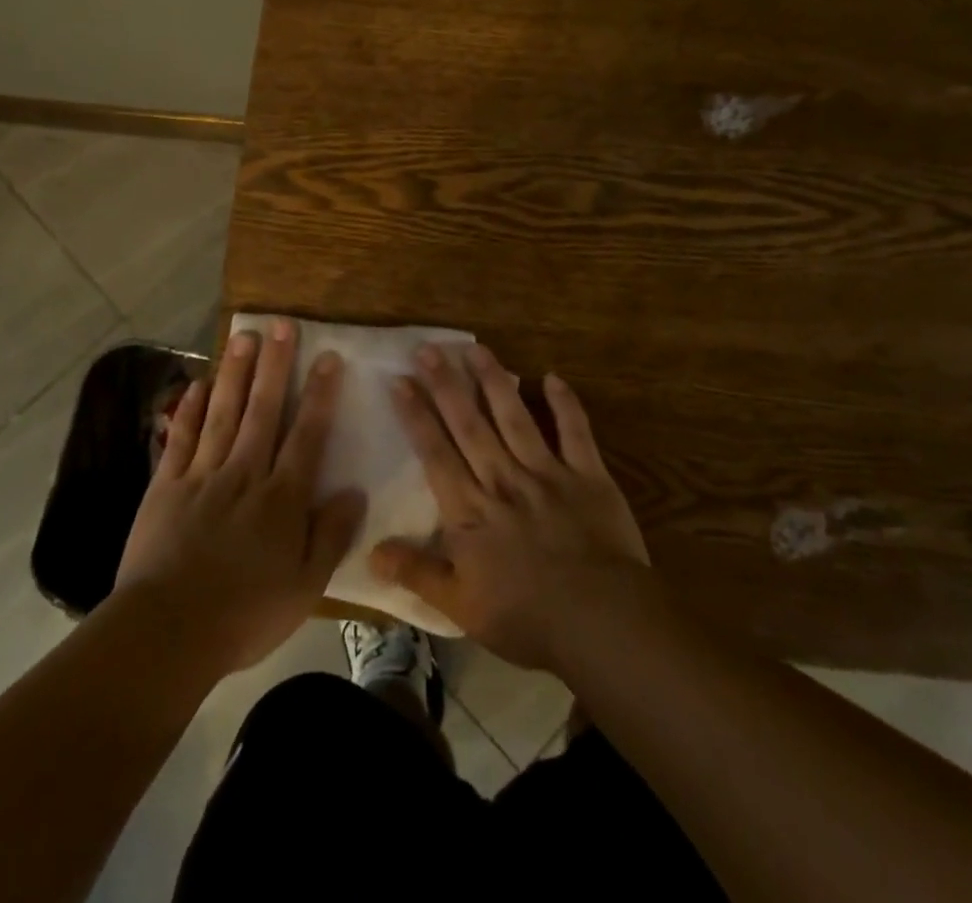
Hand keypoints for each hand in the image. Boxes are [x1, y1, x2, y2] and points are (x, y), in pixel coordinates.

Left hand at [113, 319, 363, 675]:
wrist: (166, 633)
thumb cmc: (245, 614)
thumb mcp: (305, 586)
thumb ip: (331, 535)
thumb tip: (354, 490)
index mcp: (281, 497)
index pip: (307, 434)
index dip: (320, 394)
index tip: (329, 357)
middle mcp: (244, 473)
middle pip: (263, 410)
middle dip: (275, 365)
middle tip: (281, 324)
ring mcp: (202, 476)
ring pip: (223, 413)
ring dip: (235, 373)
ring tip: (243, 335)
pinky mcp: (166, 487)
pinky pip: (180, 439)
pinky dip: (188, 410)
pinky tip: (195, 384)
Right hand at [370, 344, 648, 672]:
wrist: (601, 622)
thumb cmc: (527, 618)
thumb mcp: (461, 607)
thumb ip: (417, 573)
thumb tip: (371, 551)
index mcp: (471, 511)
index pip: (436, 453)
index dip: (416, 416)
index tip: (401, 381)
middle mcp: (503, 480)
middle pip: (470, 425)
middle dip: (447, 384)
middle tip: (429, 348)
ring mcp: (547, 473)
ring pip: (515, 417)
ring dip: (495, 381)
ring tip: (476, 348)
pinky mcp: (588, 475)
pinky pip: (575, 431)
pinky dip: (565, 404)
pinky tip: (552, 377)